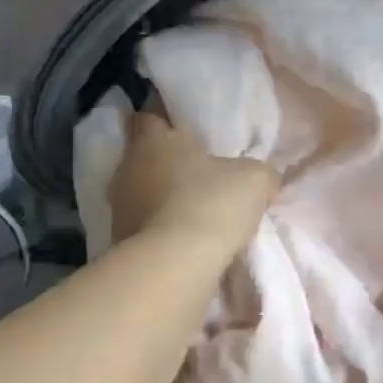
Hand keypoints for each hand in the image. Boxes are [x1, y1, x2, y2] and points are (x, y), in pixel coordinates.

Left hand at [108, 111, 278, 252]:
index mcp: (154, 140)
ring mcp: (119, 205)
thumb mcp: (254, 180)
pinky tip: (184, 241)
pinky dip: (158, 229)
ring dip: (161, 199)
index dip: (163, 121)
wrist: (175, 265)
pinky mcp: (119, 239)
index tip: (182, 130)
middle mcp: (129, 167)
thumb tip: (263, 178)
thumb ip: (258, 171)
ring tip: (193, 212)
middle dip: (166, 164)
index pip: (147, 117)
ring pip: (141, 193)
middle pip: (143, 157)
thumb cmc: (211, 204)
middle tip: (196, 174)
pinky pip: (142, 226)